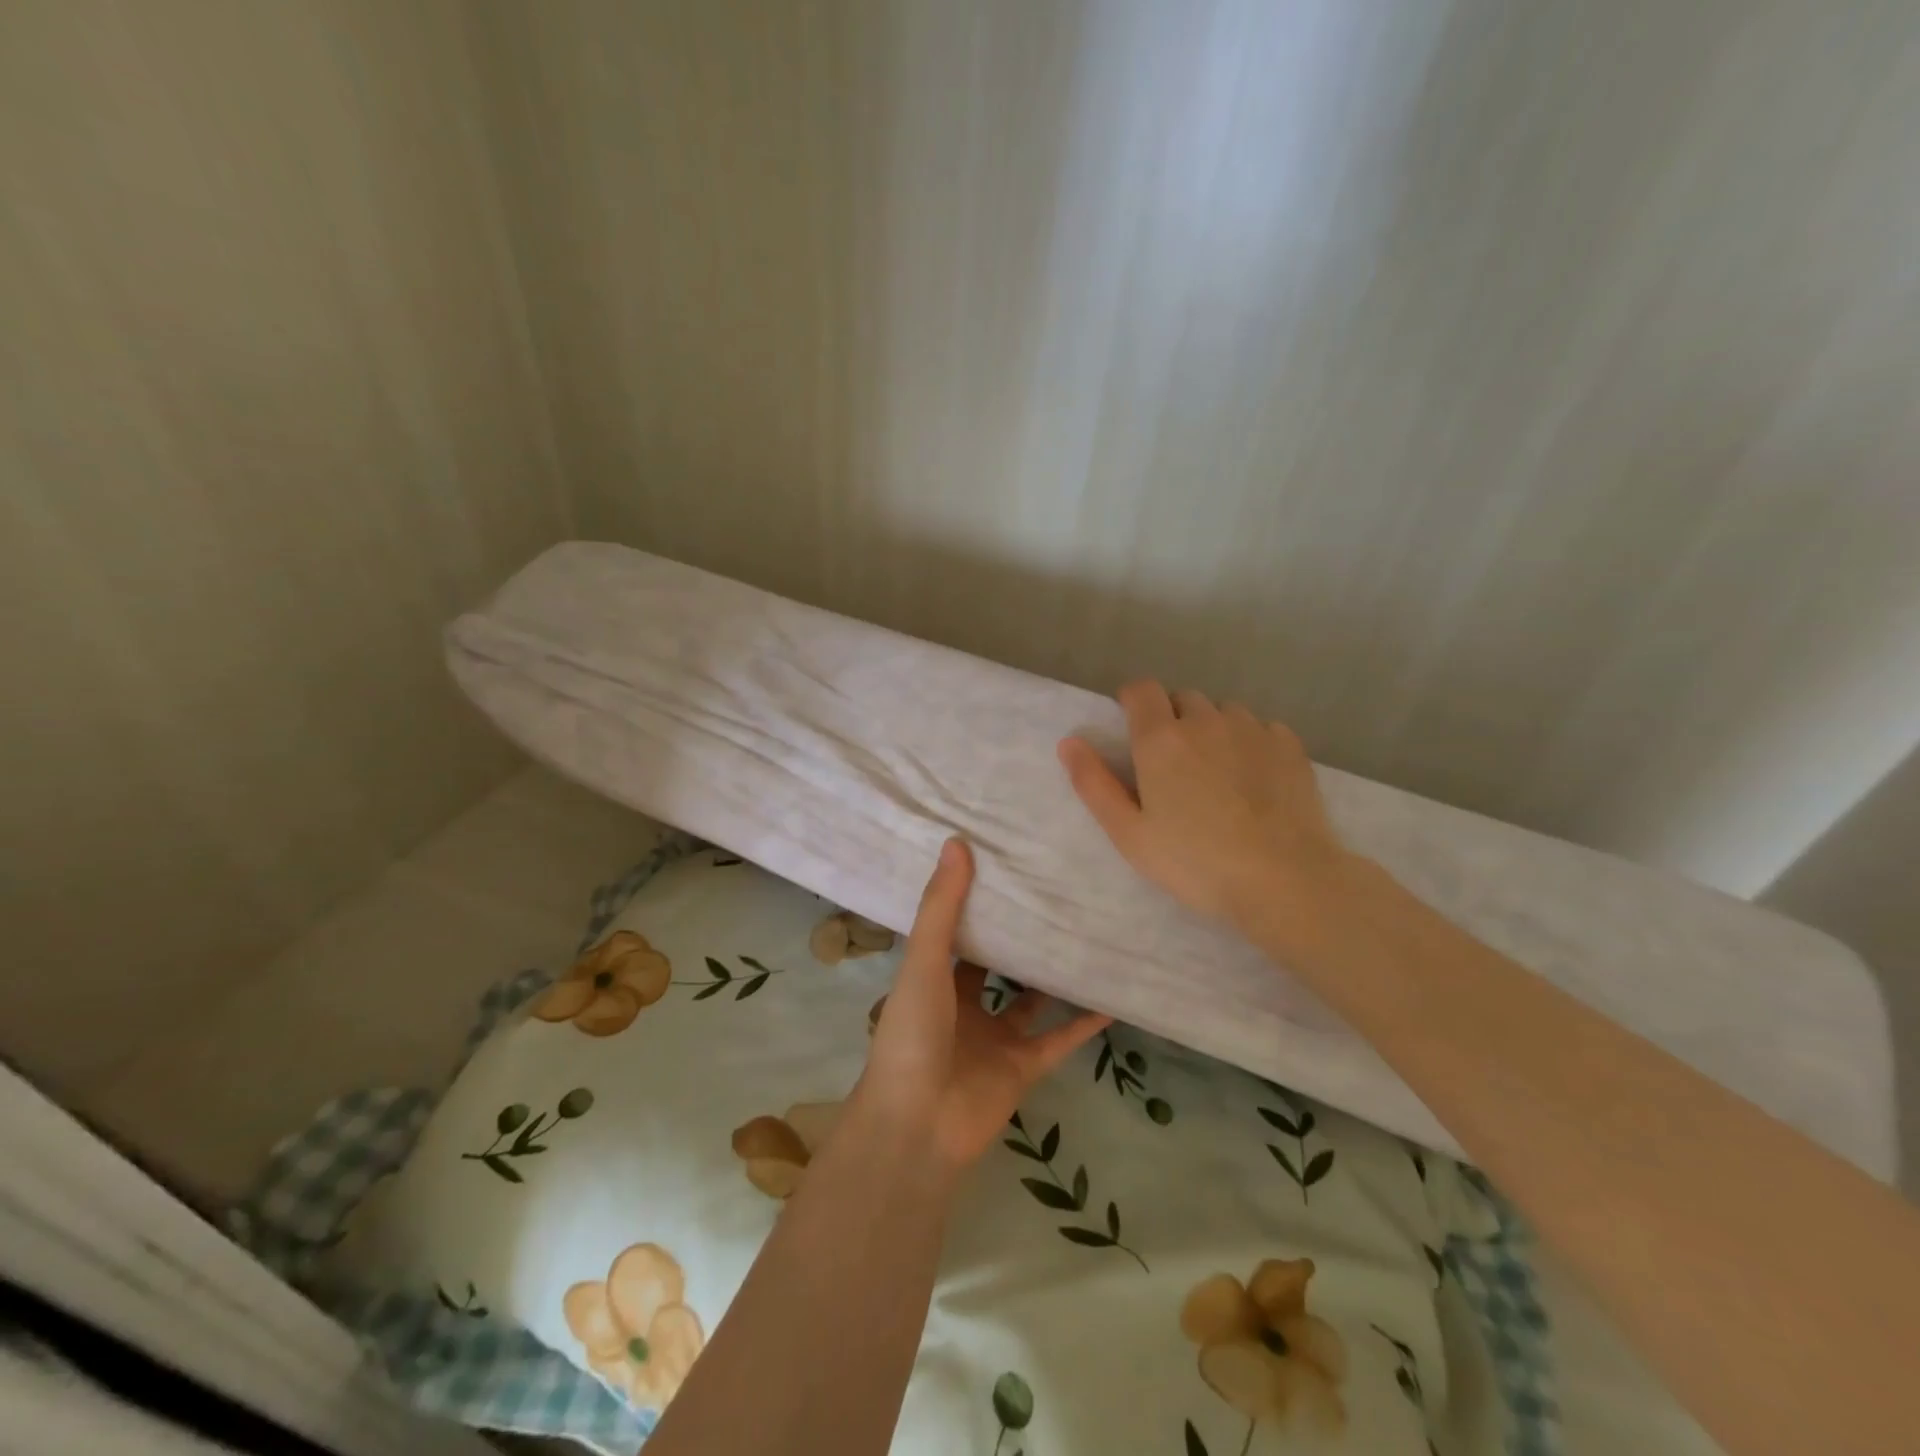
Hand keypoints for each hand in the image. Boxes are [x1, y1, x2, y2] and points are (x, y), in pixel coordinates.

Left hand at [856, 838, 1110, 1176]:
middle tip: (1055, 895)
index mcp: (934, 978)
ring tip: (1087, 936)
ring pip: (1031, 999)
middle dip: (1019, 937)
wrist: (918, 1125)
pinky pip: (1060, 1039)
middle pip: (996, 964)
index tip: (1004, 866)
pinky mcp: (1023, 1067)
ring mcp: (995, 1038)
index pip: (956, 932)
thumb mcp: (923, 962)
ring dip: (1053, 976)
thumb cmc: (911, 1035)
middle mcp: (964, 1005)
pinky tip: (1112, 996)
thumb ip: (941, 907)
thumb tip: (957, 842)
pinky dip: (1084, 1023)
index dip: (975, 903)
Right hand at [1057, 681, 1350, 935]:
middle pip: (1182, 698)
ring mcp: (1253, 729)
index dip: (1132, 701)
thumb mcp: (1129, 833)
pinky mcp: (1290, 746)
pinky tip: (1254, 780)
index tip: (1132, 727)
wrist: (1284, 879)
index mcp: (1161, 738)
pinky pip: (1261, 728)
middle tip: (1173, 765)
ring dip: (1212, 729)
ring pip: (1223, 712)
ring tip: (1217, 773)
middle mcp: (1206, 720)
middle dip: (1172, 718)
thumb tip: (1069, 742)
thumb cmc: (1195, 862)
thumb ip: (1094, 783)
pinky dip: (1250, 743)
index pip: (1141, 689)